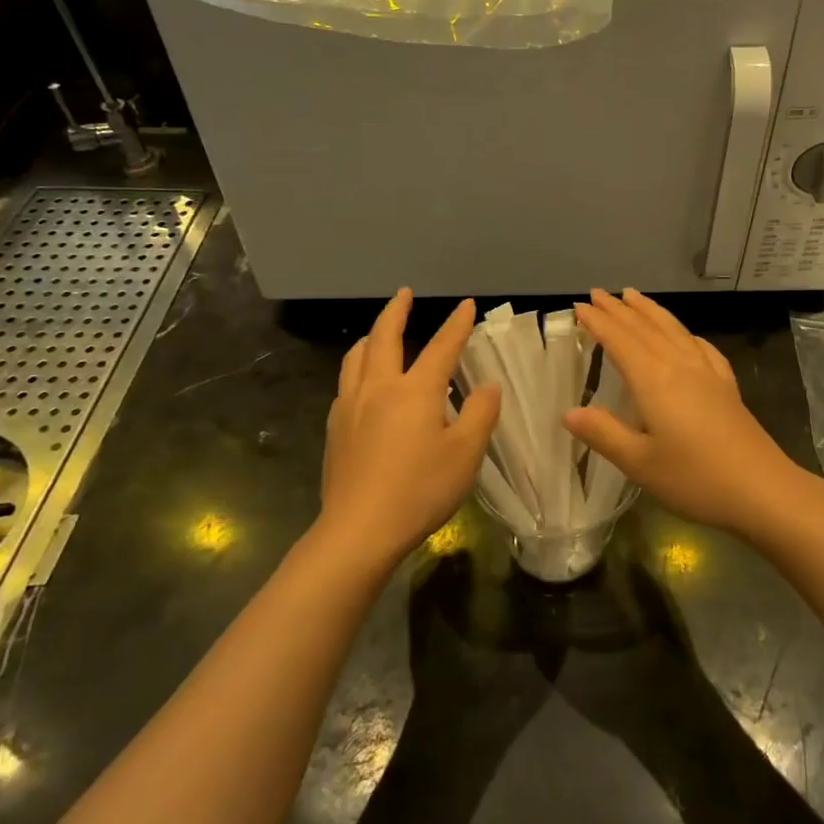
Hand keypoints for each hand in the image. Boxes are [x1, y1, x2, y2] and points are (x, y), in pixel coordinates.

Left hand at [319, 290, 500, 568]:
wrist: (359, 529)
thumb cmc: (420, 490)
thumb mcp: (465, 453)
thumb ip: (479, 413)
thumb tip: (487, 386)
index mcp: (415, 391)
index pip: (441, 347)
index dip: (457, 324)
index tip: (467, 305)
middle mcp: (378, 388)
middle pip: (384, 337)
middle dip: (396, 311)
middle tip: (404, 294)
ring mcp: (351, 407)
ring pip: (356, 357)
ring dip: (371, 336)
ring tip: (379, 332)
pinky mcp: (336, 429)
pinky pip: (346, 382)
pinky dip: (358, 367)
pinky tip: (364, 383)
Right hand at [564, 289, 807, 539]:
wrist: (763, 490)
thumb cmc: (695, 479)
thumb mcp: (640, 463)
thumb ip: (603, 433)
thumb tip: (568, 412)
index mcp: (655, 381)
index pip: (620, 341)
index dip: (598, 322)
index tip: (579, 306)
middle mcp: (681, 367)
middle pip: (646, 329)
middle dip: (619, 310)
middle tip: (597, 293)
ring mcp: (708, 374)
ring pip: (674, 330)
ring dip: (651, 311)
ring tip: (634, 296)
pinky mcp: (727, 387)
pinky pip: (701, 347)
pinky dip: (685, 333)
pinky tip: (687, 336)